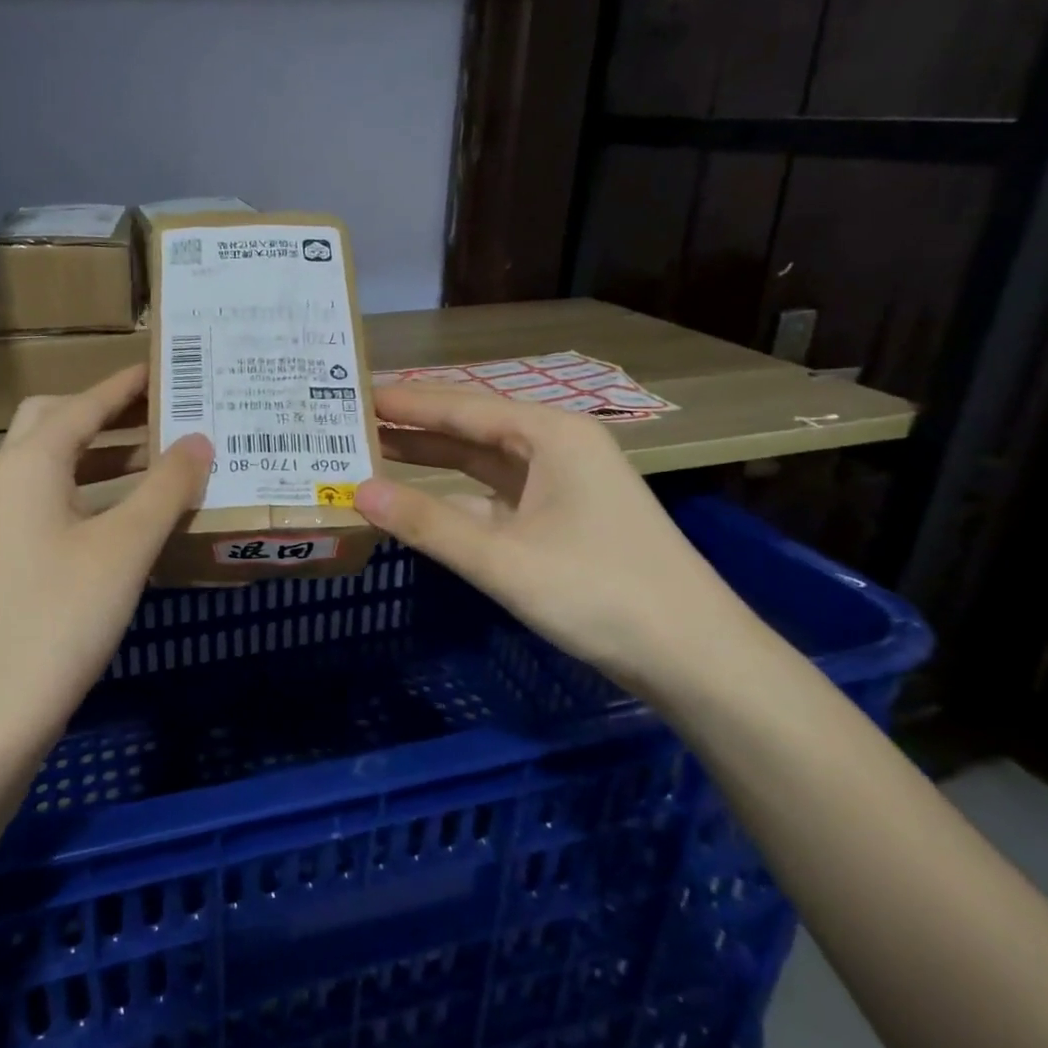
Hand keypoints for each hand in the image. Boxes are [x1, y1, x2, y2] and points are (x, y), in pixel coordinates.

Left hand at [0, 366, 212, 748]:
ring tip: (166, 456)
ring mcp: (11, 521)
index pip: (86, 403)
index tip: (173, 367)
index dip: (128, 384)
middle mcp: (13, 479)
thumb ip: (166, 488)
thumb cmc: (59, 615)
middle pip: (60, 423)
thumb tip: (201, 440)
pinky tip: (139, 513)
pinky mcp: (18, 556)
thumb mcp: (124, 546)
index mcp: (31, 462)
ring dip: (108, 454)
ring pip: (61, 465)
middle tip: (165, 412)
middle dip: (110, 412)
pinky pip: (62, 501)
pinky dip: (99, 492)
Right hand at [354, 384, 764, 702]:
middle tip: (352, 422)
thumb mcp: (503, 558)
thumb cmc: (600, 592)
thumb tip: (359, 492)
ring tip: (373, 454)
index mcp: (550, 435)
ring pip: (482, 464)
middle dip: (414, 428)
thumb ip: (428, 524)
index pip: (462, 407)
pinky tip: (419, 504)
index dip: (406, 402)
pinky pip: (495, 498)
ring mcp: (562, 485)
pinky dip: (456, 499)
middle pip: (471, 429)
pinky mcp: (562, 520)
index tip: (355, 392)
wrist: (694, 655)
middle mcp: (557, 448)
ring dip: (432, 462)